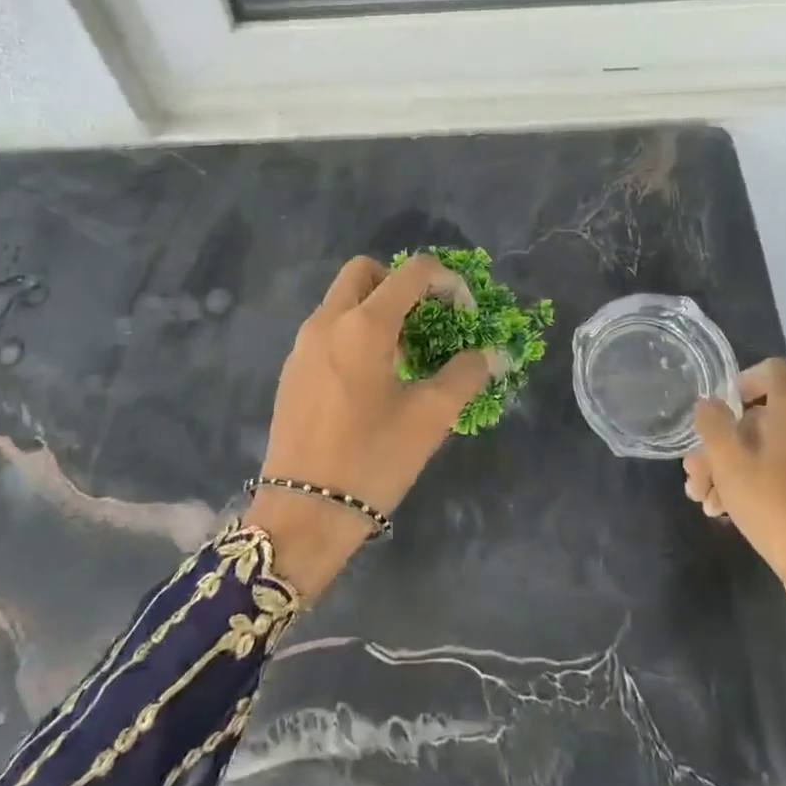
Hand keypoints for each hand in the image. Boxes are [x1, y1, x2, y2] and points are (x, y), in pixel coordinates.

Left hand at [249, 255, 496, 597]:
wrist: (303, 514)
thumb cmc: (372, 460)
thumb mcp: (430, 417)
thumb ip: (466, 375)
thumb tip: (493, 354)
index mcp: (364, 325)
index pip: (413, 272)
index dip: (448, 282)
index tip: (465, 315)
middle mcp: (327, 321)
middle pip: (365, 271)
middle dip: (402, 284)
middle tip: (426, 322)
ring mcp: (303, 345)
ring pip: (342, 300)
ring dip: (377, 310)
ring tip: (403, 358)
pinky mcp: (292, 370)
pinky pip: (327, 330)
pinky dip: (354, 333)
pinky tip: (370, 381)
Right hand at [684, 360, 785, 687]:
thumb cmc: (777, 507)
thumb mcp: (730, 463)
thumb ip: (714, 425)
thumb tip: (710, 404)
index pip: (775, 372)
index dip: (743, 380)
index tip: (720, 408)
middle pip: (763, 421)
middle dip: (722, 445)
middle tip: (694, 474)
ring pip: (770, 454)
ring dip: (733, 471)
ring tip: (703, 501)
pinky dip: (757, 487)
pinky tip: (727, 514)